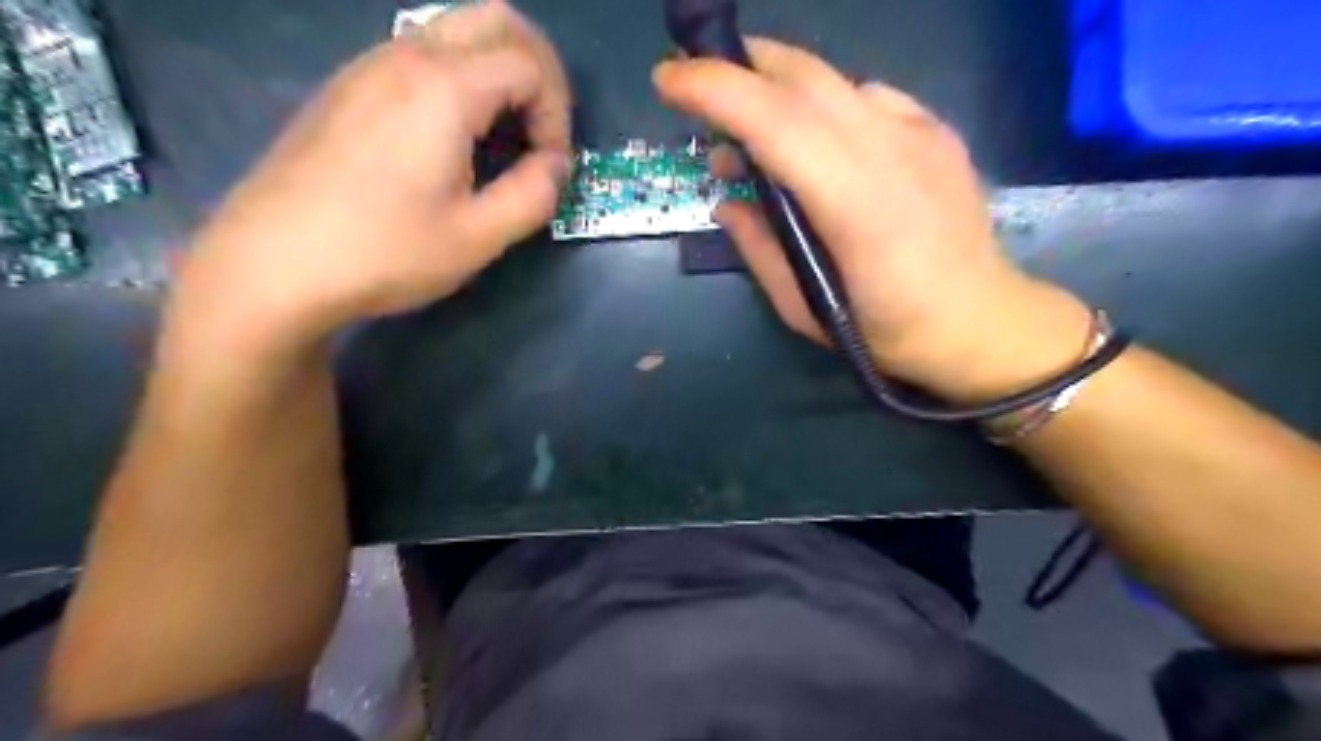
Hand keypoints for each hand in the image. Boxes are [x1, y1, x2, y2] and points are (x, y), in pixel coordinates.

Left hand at [171, 1, 569, 354]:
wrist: (272, 263)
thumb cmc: (384, 252)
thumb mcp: (478, 237)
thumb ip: (534, 194)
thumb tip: (556, 165)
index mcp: (444, 89)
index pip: (530, 65)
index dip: (558, 114)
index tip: (550, 166)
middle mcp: (406, 56)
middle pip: (497, 20)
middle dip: (539, 69)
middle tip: (542, 129)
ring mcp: (369, 65)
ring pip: (456, 29)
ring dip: (498, 71)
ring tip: (502, 137)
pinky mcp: (348, 86)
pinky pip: (421, 53)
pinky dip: (460, 78)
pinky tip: (452, 137)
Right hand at [652, 38, 1095, 398]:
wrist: (981, 320)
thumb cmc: (888, 330)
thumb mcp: (805, 308)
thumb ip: (759, 248)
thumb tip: (727, 202)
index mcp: (855, 205)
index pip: (776, 121)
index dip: (716, 90)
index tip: (667, 79)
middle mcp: (890, 151)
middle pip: (803, 78)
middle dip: (739, 67)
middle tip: (699, 88)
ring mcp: (920, 133)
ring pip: (834, 79)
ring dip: (778, 86)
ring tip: (752, 126)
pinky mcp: (937, 130)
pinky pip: (867, 96)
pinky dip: (824, 103)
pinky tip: (817, 138)